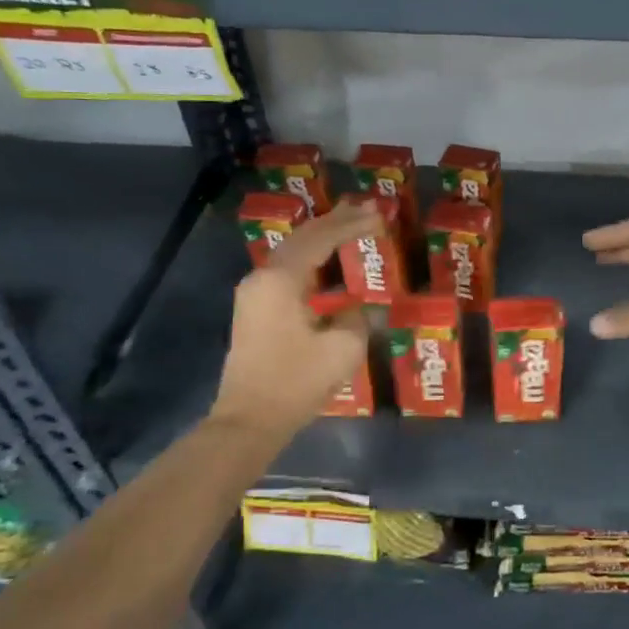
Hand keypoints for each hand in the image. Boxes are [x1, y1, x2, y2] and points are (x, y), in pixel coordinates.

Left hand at [211, 203, 378, 439]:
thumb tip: (354, 308)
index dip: (353, 225)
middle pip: (303, 237)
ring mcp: (254, 293)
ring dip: (322, 237)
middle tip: (366, 207)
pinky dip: (312, 258)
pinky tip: (328, 259)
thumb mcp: (343, 348)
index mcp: (281, 279)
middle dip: (335, 221)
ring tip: (350, 222)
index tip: (380, 216)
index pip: (322, 239)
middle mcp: (263, 277)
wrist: (248, 421)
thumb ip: (356, 318)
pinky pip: (287, 270)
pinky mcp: (255, 310)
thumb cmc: (295, 382)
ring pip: (293, 252)